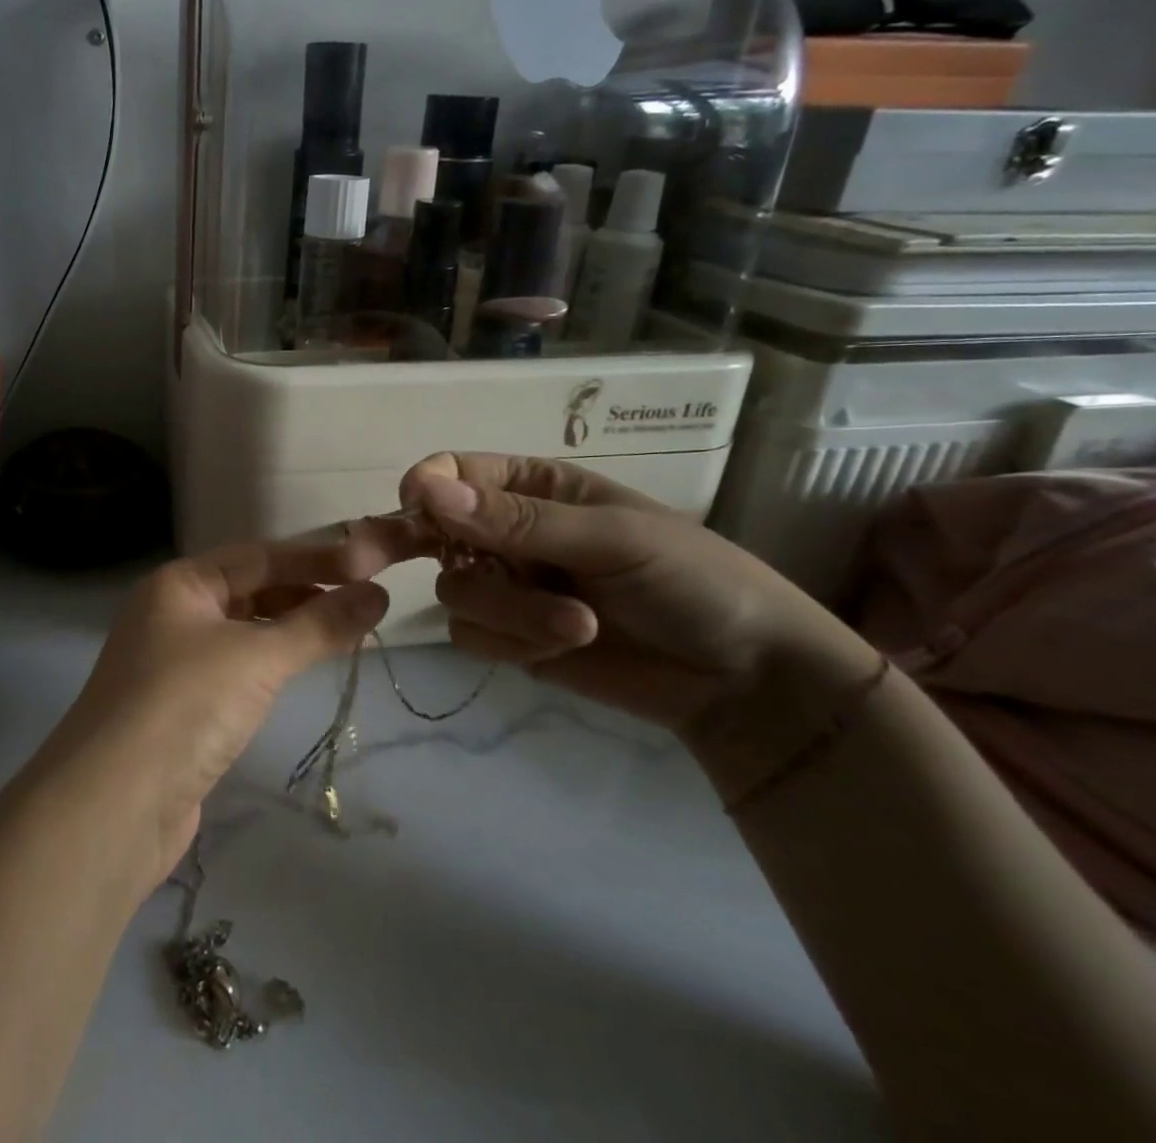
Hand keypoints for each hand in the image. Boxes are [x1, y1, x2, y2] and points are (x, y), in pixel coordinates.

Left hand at [39, 528, 412, 883]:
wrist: (112, 806)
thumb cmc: (184, 705)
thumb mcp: (256, 658)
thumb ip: (319, 625)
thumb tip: (378, 595)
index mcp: (179, 584)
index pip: (258, 556)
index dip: (316, 559)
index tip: (372, 565)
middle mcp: (172, 613)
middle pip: (249, 590)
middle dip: (305, 592)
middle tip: (365, 602)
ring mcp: (173, 662)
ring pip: (243, 631)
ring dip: (290, 630)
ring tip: (345, 634)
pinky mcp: (181, 707)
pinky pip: (236, 669)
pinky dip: (271, 665)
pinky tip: (299, 672)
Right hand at [400, 454, 879, 741]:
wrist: (743, 682)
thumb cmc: (691, 580)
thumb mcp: (611, 537)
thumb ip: (517, 521)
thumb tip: (426, 490)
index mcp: (534, 487)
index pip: (455, 473)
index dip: (427, 486)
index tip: (414, 506)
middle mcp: (508, 532)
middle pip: (435, 534)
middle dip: (436, 554)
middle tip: (411, 569)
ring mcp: (507, 587)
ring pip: (454, 591)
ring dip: (509, 612)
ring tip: (576, 624)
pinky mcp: (510, 638)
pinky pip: (470, 635)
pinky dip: (512, 644)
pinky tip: (562, 648)